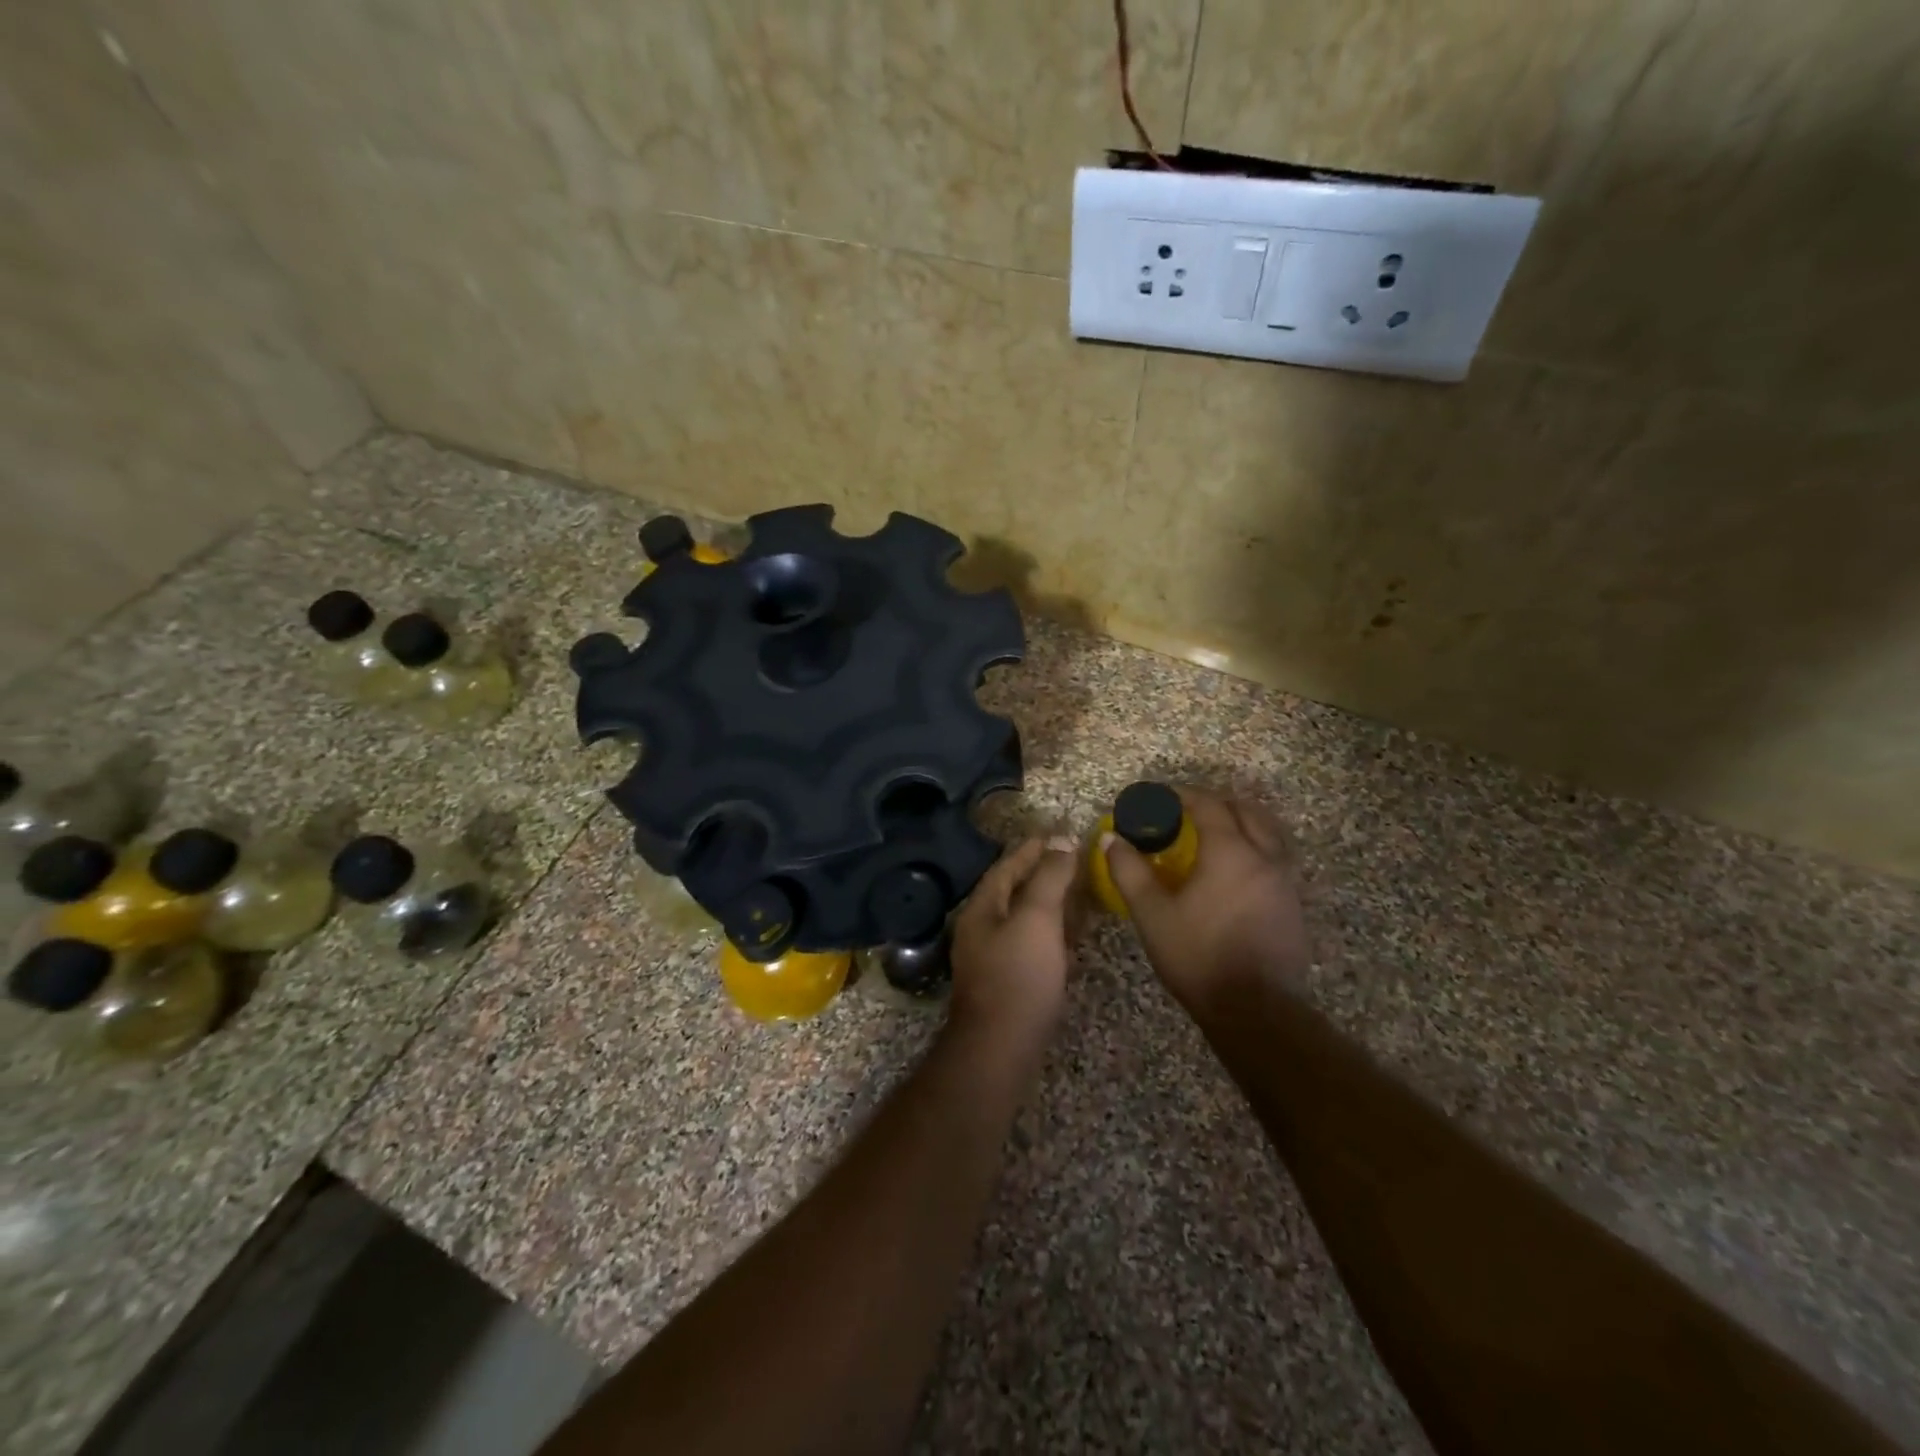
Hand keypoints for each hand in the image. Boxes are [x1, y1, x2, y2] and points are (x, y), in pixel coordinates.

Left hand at [948, 836, 1077, 1049]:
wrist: (1000, 1050)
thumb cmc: (1018, 977)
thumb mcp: (1037, 918)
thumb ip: (1049, 877)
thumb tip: (1061, 840)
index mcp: (982, 908)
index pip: (1007, 865)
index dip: (1034, 847)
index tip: (1061, 832)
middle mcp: (982, 928)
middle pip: (1014, 890)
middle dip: (1044, 873)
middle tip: (1077, 861)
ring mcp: (992, 958)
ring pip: (1024, 919)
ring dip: (1051, 903)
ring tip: (1082, 893)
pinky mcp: (1008, 983)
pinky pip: (1032, 945)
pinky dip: (1053, 933)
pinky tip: (1073, 937)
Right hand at [1103, 789, 1309, 1017]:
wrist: (1255, 1010)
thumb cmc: (1198, 956)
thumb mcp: (1152, 914)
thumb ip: (1130, 872)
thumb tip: (1111, 839)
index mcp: (1230, 852)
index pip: (1208, 805)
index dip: (1182, 795)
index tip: (1159, 796)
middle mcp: (1264, 856)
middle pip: (1246, 811)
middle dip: (1216, 803)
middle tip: (1187, 811)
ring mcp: (1284, 881)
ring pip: (1268, 833)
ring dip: (1241, 822)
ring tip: (1215, 834)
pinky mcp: (1293, 905)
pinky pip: (1276, 858)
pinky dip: (1255, 848)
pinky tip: (1235, 871)